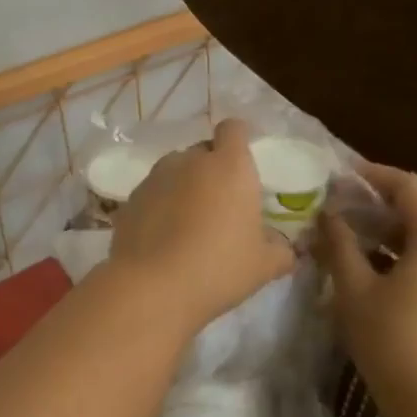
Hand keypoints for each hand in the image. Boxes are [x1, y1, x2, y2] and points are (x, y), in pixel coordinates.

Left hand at [109, 120, 294, 330]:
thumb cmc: (218, 268)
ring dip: (183, 186)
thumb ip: (281, 251)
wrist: (151, 287)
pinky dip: (159, 206)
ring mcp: (155, 178)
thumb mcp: (263, 266)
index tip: (243, 163)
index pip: (234, 128)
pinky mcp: (129, 199)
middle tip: (220, 204)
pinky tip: (162, 237)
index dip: (238, 140)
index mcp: (229, 166)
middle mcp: (190, 161)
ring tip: (188, 221)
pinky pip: (152, 194)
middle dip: (211, 169)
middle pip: (203, 151)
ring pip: (174, 170)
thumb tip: (286, 249)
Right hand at [316, 163, 416, 416]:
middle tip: (339, 201)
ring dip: (390, 228)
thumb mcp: (354, 289)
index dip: (374, 175)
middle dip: (380, 202)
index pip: (410, 187)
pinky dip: (403, 251)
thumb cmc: (390, 340)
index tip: (341, 174)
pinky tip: (371, 261)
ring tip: (349, 229)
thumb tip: (328, 215)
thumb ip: (339, 244)